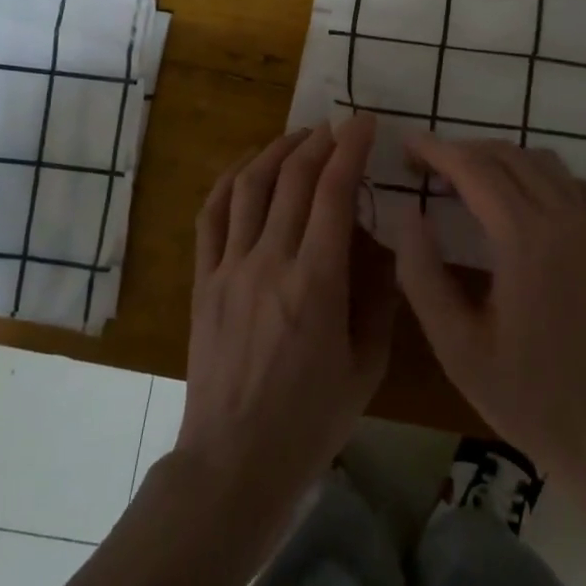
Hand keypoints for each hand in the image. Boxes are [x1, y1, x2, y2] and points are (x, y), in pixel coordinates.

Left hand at [176, 115, 395, 546]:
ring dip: (276, 151)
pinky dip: (229, 181)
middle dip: (319, 142)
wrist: (234, 462)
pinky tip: (247, 167)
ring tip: (299, 136)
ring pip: (249, 187)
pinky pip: (211, 216)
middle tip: (338, 126)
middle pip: (292, 179)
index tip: (364, 122)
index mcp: (316, 283)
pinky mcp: (203, 281)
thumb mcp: (367, 366)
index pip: (334, 193)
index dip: (350, 149)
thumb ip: (379, 300)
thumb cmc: (311, 421)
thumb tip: (382, 249)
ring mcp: (229, 269)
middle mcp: (269, 262)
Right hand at [393, 134, 585, 489]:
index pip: (474, 169)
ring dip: (501, 159)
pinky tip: (523, 202)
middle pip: (509, 156)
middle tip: (428, 167)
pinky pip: (573, 184)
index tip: (406, 144)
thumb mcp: (457, 347)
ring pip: (544, 162)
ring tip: (468, 180)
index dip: (436, 150)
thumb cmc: (530, 398)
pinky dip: (540, 175)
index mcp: (526, 239)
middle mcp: (566, 218)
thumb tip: (408, 216)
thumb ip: (423, 275)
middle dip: (464, 151)